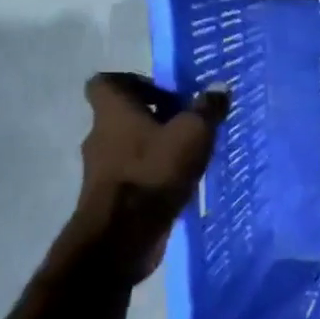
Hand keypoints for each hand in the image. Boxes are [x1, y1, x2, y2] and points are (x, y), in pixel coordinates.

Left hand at [66, 73, 230, 277]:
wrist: (121, 236)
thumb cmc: (154, 172)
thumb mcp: (193, 134)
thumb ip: (207, 109)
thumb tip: (219, 87)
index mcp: (113, 111)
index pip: (107, 82)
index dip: (136, 82)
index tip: (168, 95)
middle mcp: (100, 135)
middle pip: (125, 115)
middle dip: (157, 117)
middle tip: (190, 125)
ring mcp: (102, 168)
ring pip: (131, 145)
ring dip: (157, 147)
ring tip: (192, 156)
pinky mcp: (109, 196)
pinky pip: (134, 173)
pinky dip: (154, 173)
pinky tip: (181, 183)